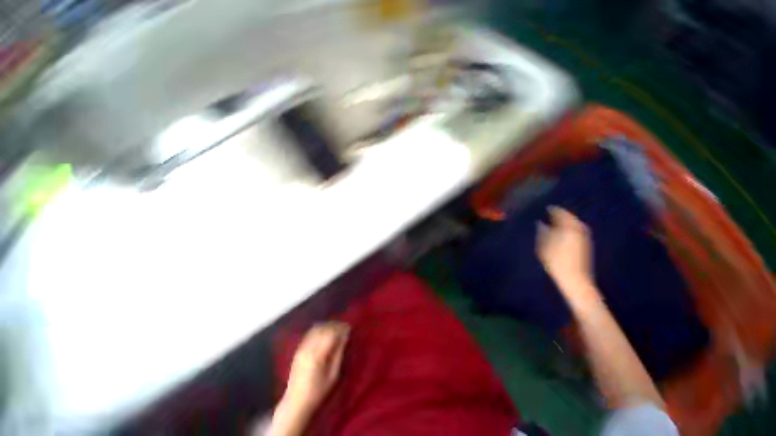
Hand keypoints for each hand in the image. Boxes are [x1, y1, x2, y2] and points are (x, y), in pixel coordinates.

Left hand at [283, 322, 349, 412]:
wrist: (295, 404)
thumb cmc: (318, 393)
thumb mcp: (333, 375)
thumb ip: (339, 354)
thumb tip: (345, 337)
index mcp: (317, 355)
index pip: (331, 334)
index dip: (341, 328)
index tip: (349, 328)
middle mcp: (308, 348)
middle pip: (323, 329)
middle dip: (335, 325)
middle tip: (345, 327)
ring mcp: (301, 348)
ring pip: (316, 329)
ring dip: (327, 326)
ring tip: (336, 328)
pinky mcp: (298, 350)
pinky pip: (309, 334)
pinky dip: (319, 329)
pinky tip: (325, 332)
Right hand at [537, 207, 596, 300]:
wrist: (575, 280)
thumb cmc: (556, 262)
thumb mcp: (544, 246)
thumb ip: (542, 232)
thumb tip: (540, 223)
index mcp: (568, 229)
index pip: (561, 214)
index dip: (554, 210)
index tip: (547, 207)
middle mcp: (579, 231)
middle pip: (571, 218)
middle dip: (562, 214)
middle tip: (553, 213)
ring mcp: (584, 238)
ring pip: (576, 224)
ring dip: (568, 221)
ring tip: (558, 221)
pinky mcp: (586, 246)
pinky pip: (578, 230)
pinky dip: (571, 227)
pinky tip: (565, 231)